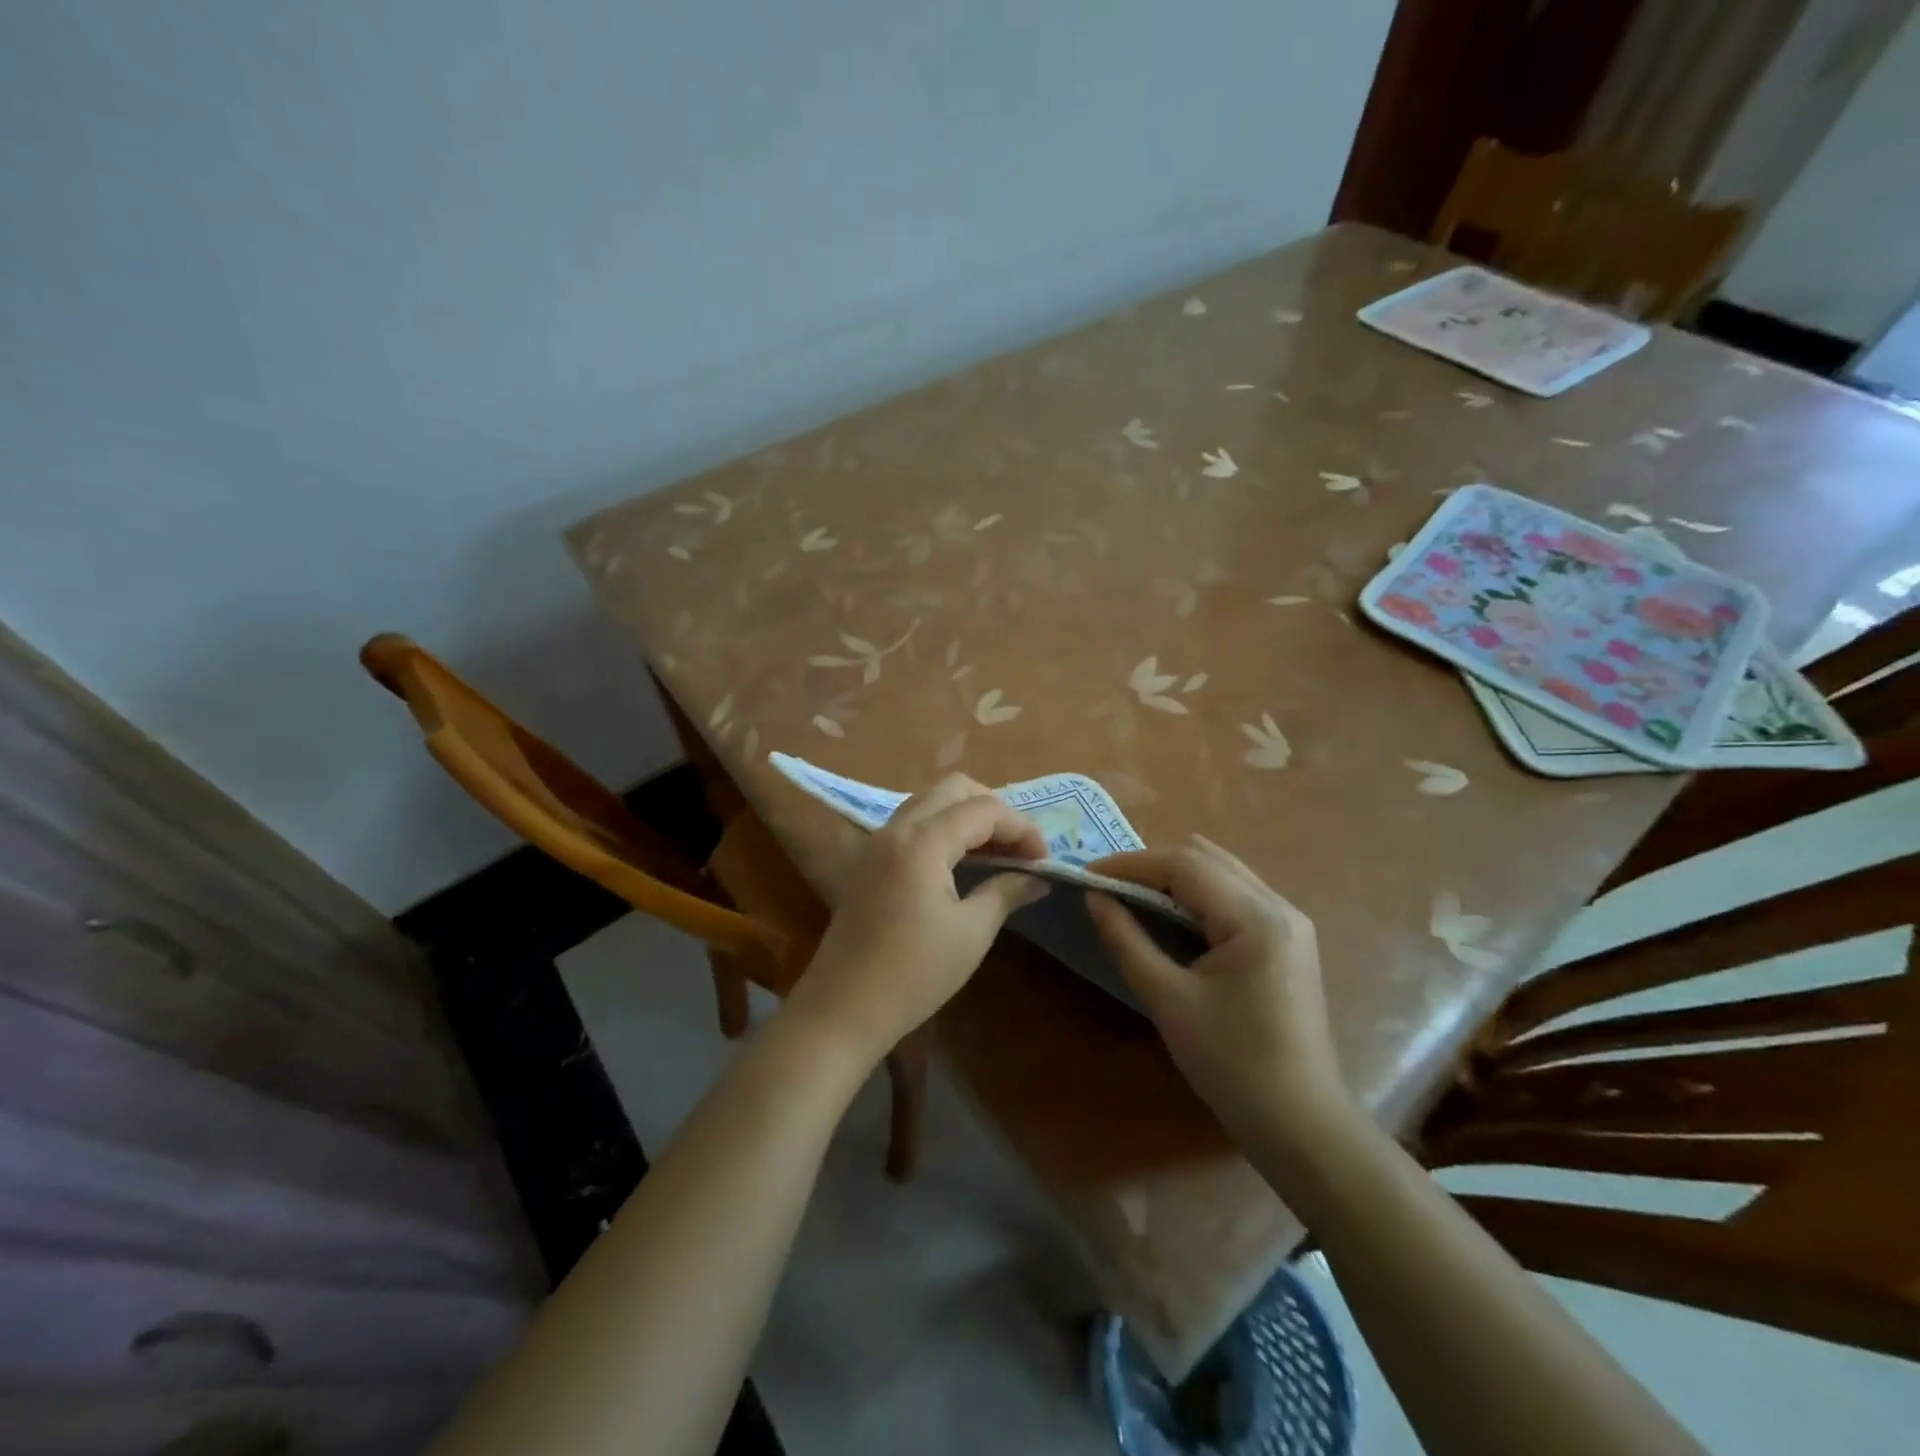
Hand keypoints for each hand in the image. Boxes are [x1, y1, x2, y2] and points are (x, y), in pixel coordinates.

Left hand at [783, 775, 1048, 1066]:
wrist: (843, 1009)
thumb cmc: (913, 974)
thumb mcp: (971, 933)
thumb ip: (1006, 892)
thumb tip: (1038, 877)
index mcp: (921, 841)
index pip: (983, 810)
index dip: (1020, 827)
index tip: (1045, 859)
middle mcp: (896, 828)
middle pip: (952, 789)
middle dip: (993, 808)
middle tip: (1020, 846)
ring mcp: (878, 842)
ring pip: (930, 802)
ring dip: (967, 816)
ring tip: (997, 852)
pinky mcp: (869, 861)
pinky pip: (913, 823)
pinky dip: (943, 828)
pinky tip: (963, 861)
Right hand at [1086, 837, 1351, 1149]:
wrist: (1299, 1124)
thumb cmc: (1231, 1065)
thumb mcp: (1167, 1000)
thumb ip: (1126, 940)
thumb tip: (1094, 897)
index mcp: (1255, 918)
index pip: (1184, 864)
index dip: (1130, 863)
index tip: (1087, 876)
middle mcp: (1278, 906)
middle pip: (1205, 856)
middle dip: (1151, 864)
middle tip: (1108, 888)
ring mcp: (1288, 920)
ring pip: (1220, 870)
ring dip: (1173, 876)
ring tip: (1131, 897)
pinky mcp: (1287, 938)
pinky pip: (1233, 894)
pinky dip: (1195, 894)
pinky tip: (1170, 916)